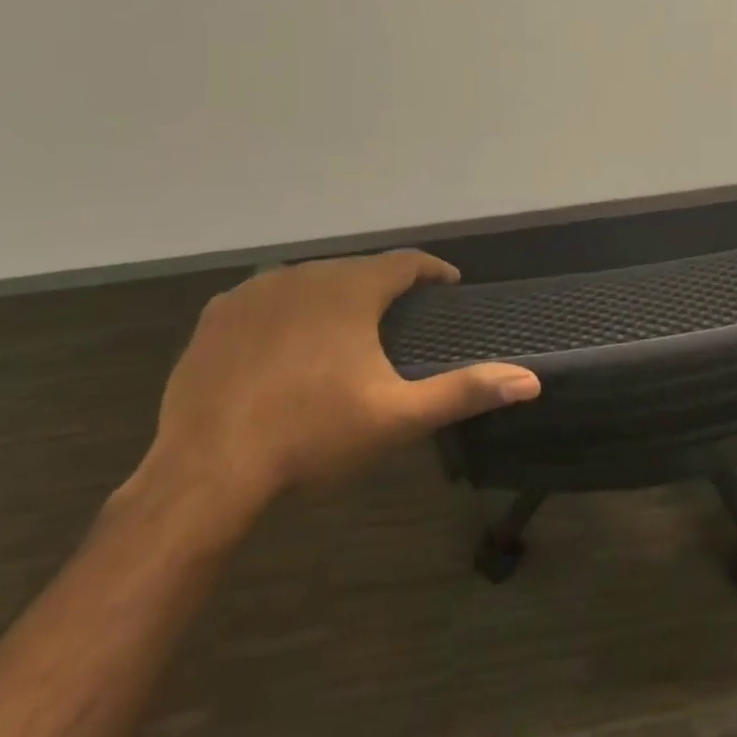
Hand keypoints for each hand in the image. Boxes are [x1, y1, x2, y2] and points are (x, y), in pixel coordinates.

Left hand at [131, 252, 540, 518]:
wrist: (206, 474)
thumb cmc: (312, 436)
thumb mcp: (398, 416)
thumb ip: (466, 391)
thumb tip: (530, 381)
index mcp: (351, 289)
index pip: (406, 262)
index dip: (433, 271)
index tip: (449, 287)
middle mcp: (304, 274)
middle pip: (358, 270)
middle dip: (384, 288)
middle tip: (401, 318)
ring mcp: (254, 292)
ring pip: (311, 281)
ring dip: (335, 296)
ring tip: (348, 329)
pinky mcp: (217, 316)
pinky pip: (266, 298)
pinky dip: (287, 310)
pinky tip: (288, 341)